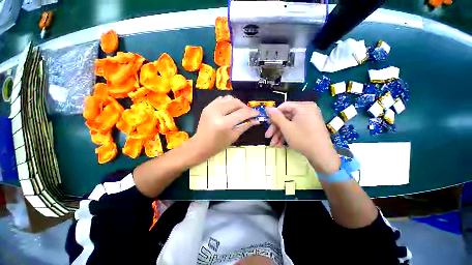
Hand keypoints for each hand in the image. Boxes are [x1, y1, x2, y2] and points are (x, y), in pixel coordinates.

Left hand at [193, 95, 258, 157]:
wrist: (200, 145)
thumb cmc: (218, 145)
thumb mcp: (234, 136)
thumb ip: (245, 126)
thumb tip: (256, 120)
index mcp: (224, 123)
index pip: (242, 113)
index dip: (252, 112)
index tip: (257, 113)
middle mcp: (217, 112)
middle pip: (236, 102)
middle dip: (245, 107)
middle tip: (249, 113)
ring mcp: (211, 108)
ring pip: (229, 98)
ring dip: (237, 103)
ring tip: (240, 111)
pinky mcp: (207, 106)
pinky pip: (221, 99)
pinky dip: (228, 102)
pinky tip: (230, 109)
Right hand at [265, 102, 339, 174]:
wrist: (321, 155)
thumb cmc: (302, 139)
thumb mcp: (286, 127)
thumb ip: (276, 117)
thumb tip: (267, 108)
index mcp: (303, 107)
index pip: (283, 107)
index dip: (273, 115)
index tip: (267, 124)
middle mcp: (306, 110)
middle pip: (285, 117)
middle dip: (276, 129)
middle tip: (268, 136)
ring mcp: (308, 119)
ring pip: (289, 124)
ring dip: (280, 134)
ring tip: (274, 144)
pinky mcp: (309, 127)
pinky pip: (295, 127)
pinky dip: (287, 135)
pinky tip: (280, 144)